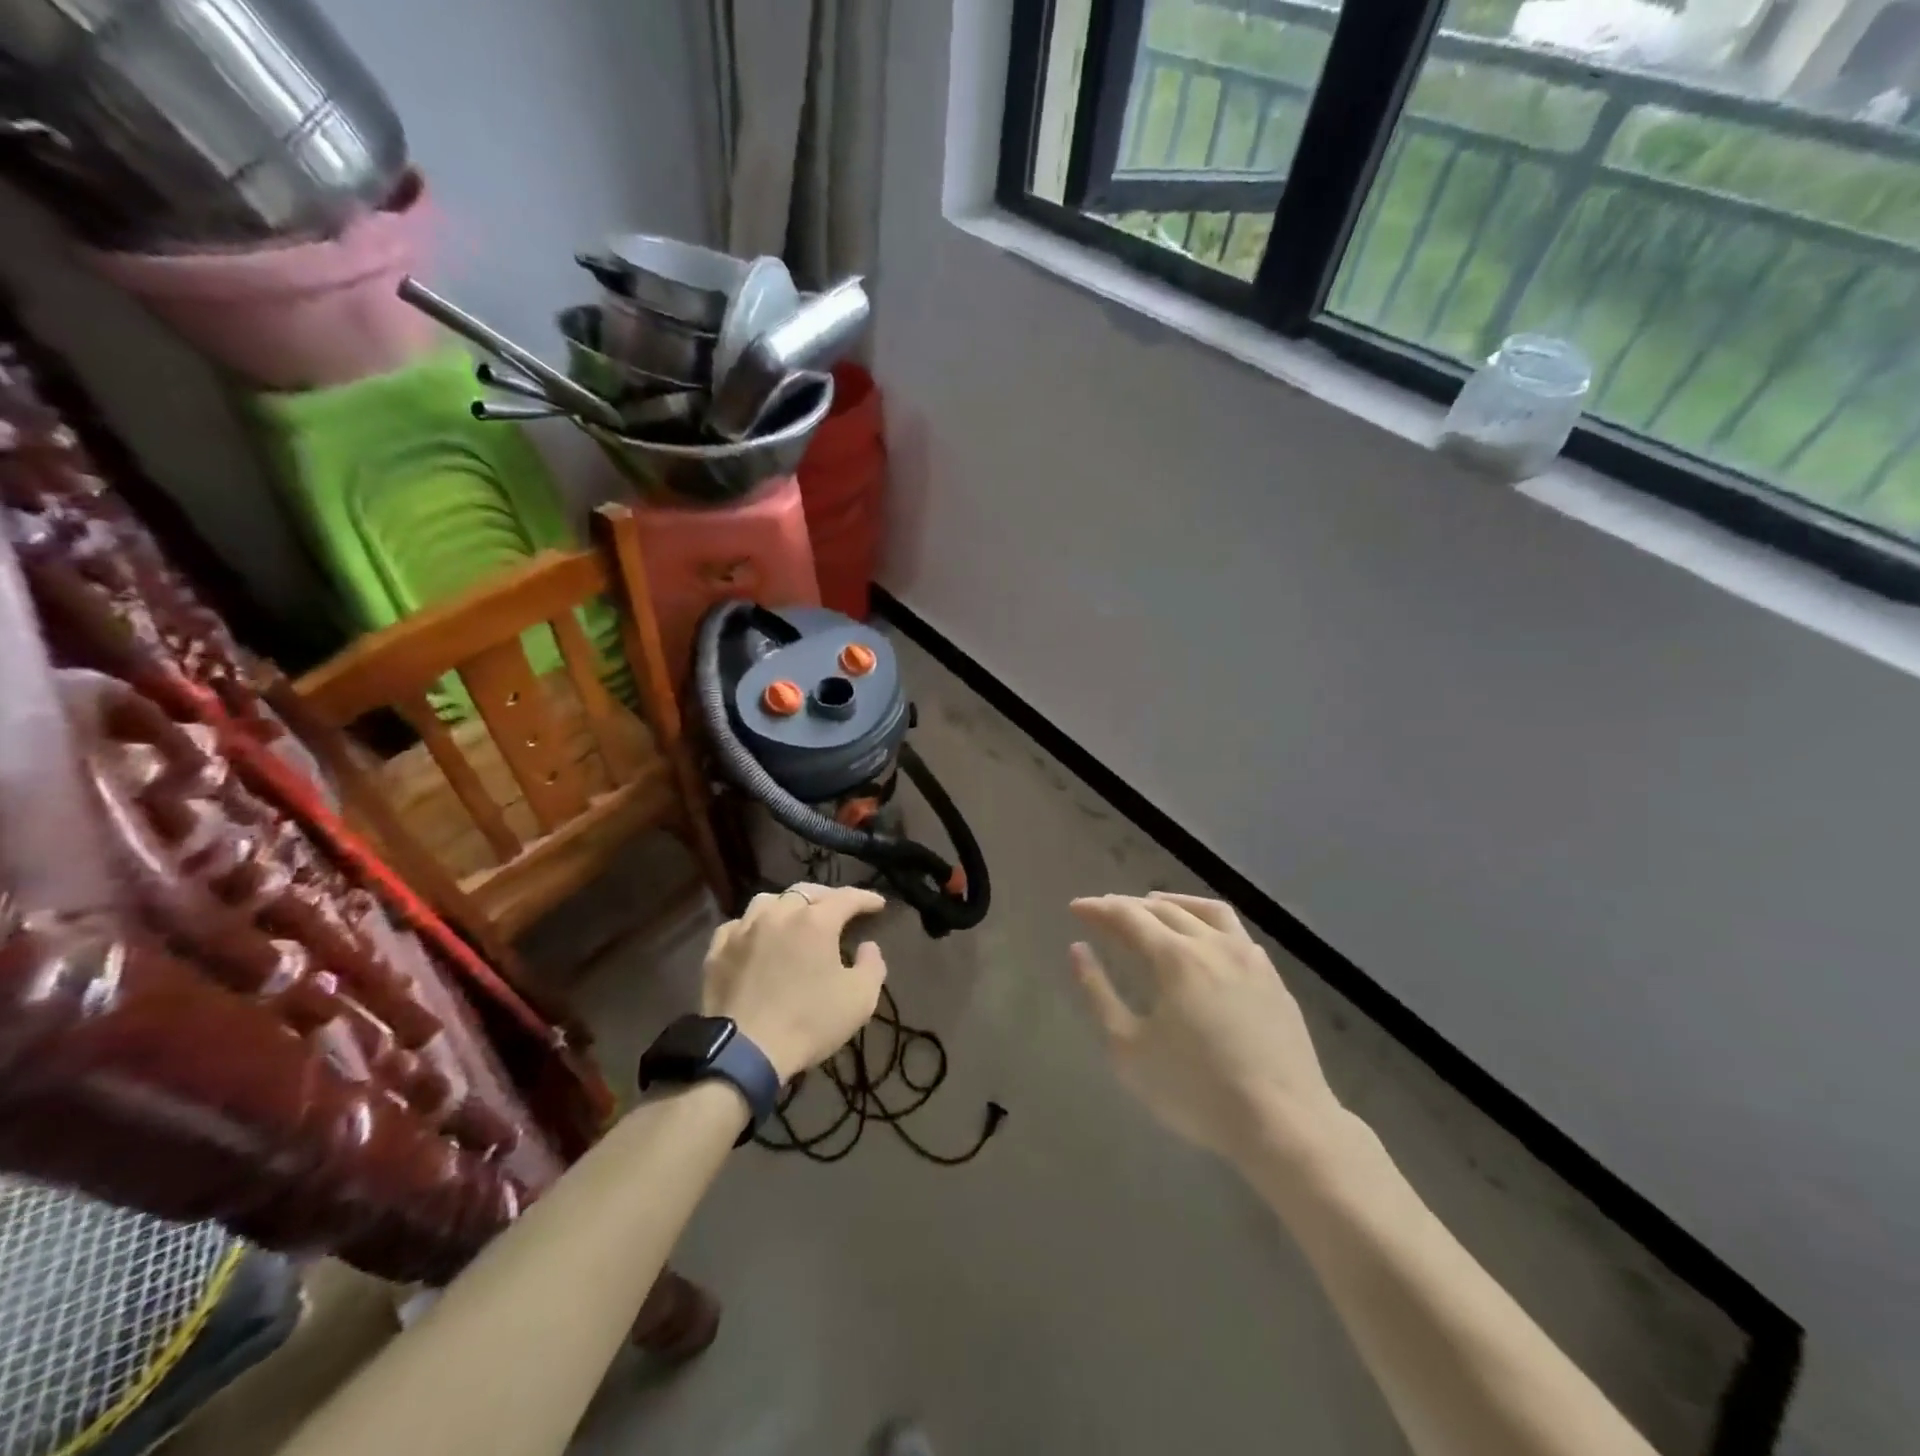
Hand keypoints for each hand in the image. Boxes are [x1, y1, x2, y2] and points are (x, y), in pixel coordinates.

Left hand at [702, 883, 887, 1081]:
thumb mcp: (860, 999)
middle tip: (838, 910)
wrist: (744, 1051)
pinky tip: (756, 938)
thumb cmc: (809, 1022)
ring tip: (795, 918)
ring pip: (768, 901)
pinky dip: (753, 926)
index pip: (847, 898)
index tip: (878, 905)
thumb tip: (867, 946)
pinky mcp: (717, 950)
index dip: (866, 898)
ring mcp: (743, 929)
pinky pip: (738, 925)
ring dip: (787, 905)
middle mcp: (778, 914)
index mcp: (815, 921)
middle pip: (806, 892)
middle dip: (827, 897)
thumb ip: (872, 965)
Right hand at [1069, 892, 1346, 1169]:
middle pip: (1164, 908)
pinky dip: (1208, 922)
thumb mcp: (1129, 1049)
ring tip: (1154, 905)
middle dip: (1129, 905)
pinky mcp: (1273, 978)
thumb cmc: (1196, 1090)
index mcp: (1175, 957)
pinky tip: (1205, 939)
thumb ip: (1098, 993)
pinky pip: (1236, 932)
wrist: (1284, 1123)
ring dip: (1174, 902)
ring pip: (1207, 910)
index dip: (1099, 908)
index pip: (1128, 916)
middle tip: (1105, 910)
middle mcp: (1212, 944)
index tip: (1076, 907)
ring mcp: (1249, 958)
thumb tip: (1078, 950)